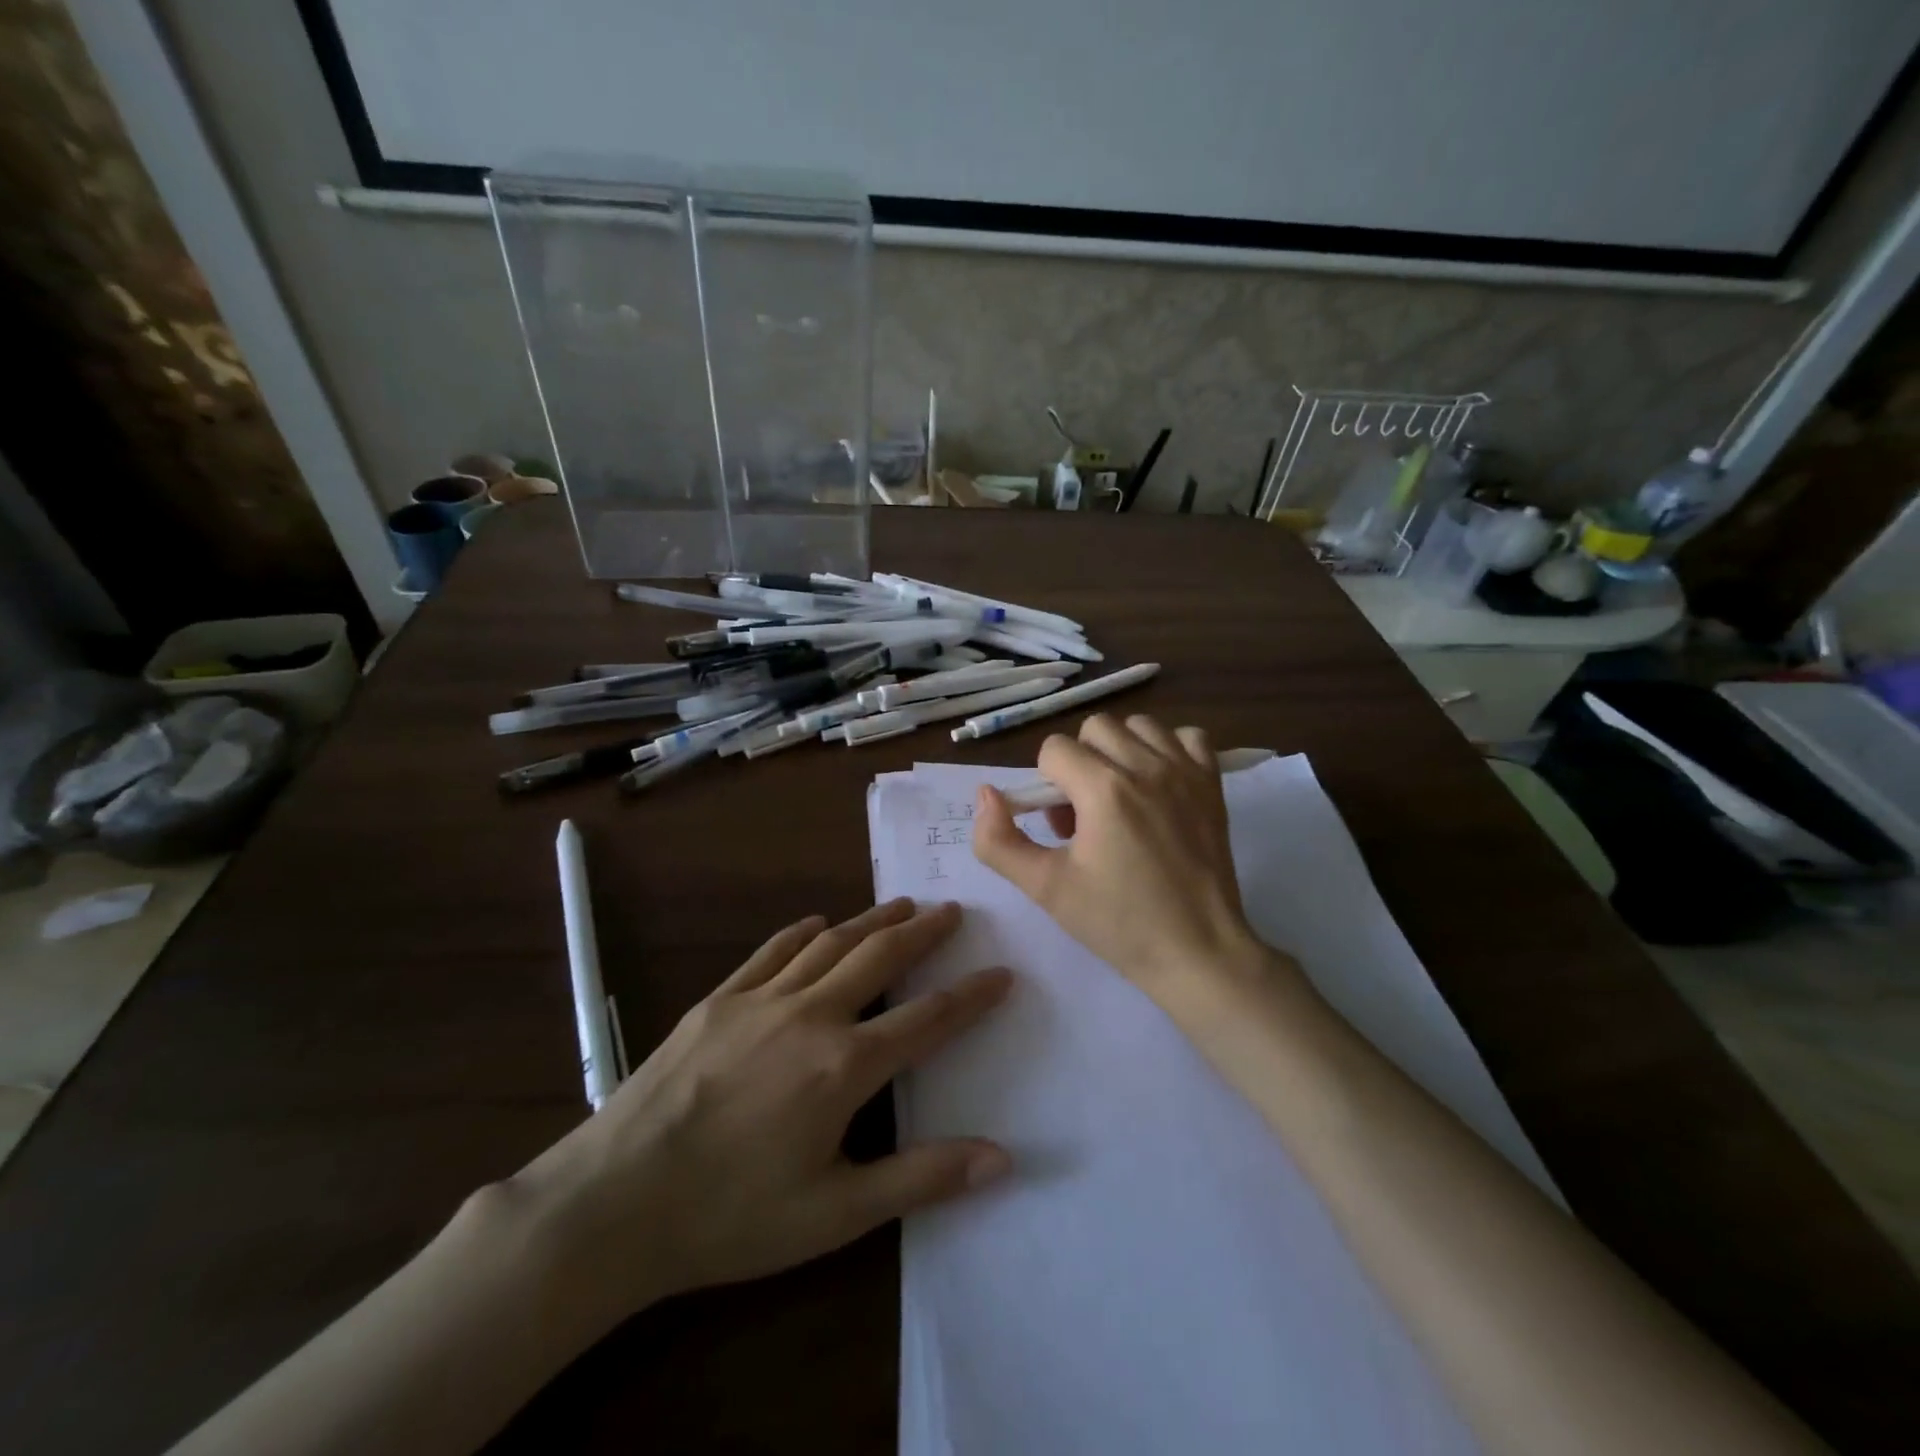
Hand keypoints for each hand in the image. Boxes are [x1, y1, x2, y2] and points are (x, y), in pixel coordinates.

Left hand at [504, 899, 1010, 1331]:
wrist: (615, 1201)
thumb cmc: (732, 1216)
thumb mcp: (836, 1214)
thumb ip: (922, 1179)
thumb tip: (1002, 1158)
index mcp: (845, 1066)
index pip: (927, 1019)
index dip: (971, 996)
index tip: (1001, 973)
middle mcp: (811, 1015)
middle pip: (881, 958)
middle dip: (923, 932)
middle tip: (952, 910)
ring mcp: (761, 1000)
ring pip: (831, 943)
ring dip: (872, 920)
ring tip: (903, 904)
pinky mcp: (719, 999)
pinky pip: (772, 951)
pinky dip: (803, 932)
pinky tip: (818, 923)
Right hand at [972, 713, 1268, 1003]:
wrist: (1197, 952)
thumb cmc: (1118, 922)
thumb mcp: (1045, 888)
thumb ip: (998, 841)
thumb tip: (986, 794)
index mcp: (1103, 789)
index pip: (1054, 749)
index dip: (1046, 785)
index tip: (1060, 826)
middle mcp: (1146, 766)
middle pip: (1094, 729)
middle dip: (1079, 763)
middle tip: (1086, 813)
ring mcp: (1185, 771)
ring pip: (1139, 726)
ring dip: (1121, 751)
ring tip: (1122, 796)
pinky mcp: (1213, 784)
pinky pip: (1188, 737)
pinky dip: (1169, 750)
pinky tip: (1161, 784)